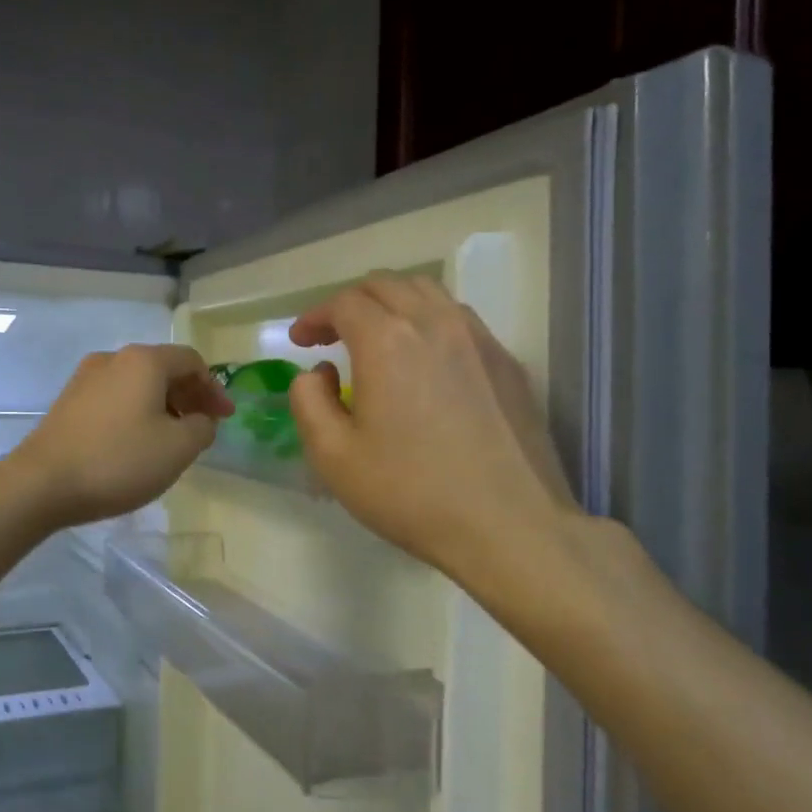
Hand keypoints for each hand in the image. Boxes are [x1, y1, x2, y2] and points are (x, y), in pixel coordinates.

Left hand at [11, 344, 233, 528]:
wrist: (41, 483)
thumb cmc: (118, 461)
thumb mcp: (178, 448)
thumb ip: (202, 427)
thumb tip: (200, 419)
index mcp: (144, 361)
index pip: (191, 361)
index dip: (214, 388)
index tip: (224, 418)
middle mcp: (113, 359)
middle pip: (163, 368)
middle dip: (189, 396)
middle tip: (203, 427)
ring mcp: (85, 378)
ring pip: (137, 384)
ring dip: (162, 405)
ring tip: (171, 438)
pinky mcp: (68, 402)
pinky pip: (115, 398)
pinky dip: (136, 412)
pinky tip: (137, 442)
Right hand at [288, 275, 587, 606]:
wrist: (509, 526)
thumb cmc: (411, 493)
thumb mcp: (333, 457)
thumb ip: (308, 401)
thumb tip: (317, 373)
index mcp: (387, 341)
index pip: (344, 303)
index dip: (314, 317)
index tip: (301, 341)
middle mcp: (435, 324)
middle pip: (386, 285)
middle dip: (350, 302)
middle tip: (332, 335)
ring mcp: (479, 339)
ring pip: (428, 293)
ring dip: (392, 304)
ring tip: (377, 339)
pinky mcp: (507, 362)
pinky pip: (460, 319)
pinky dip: (429, 322)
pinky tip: (424, 361)